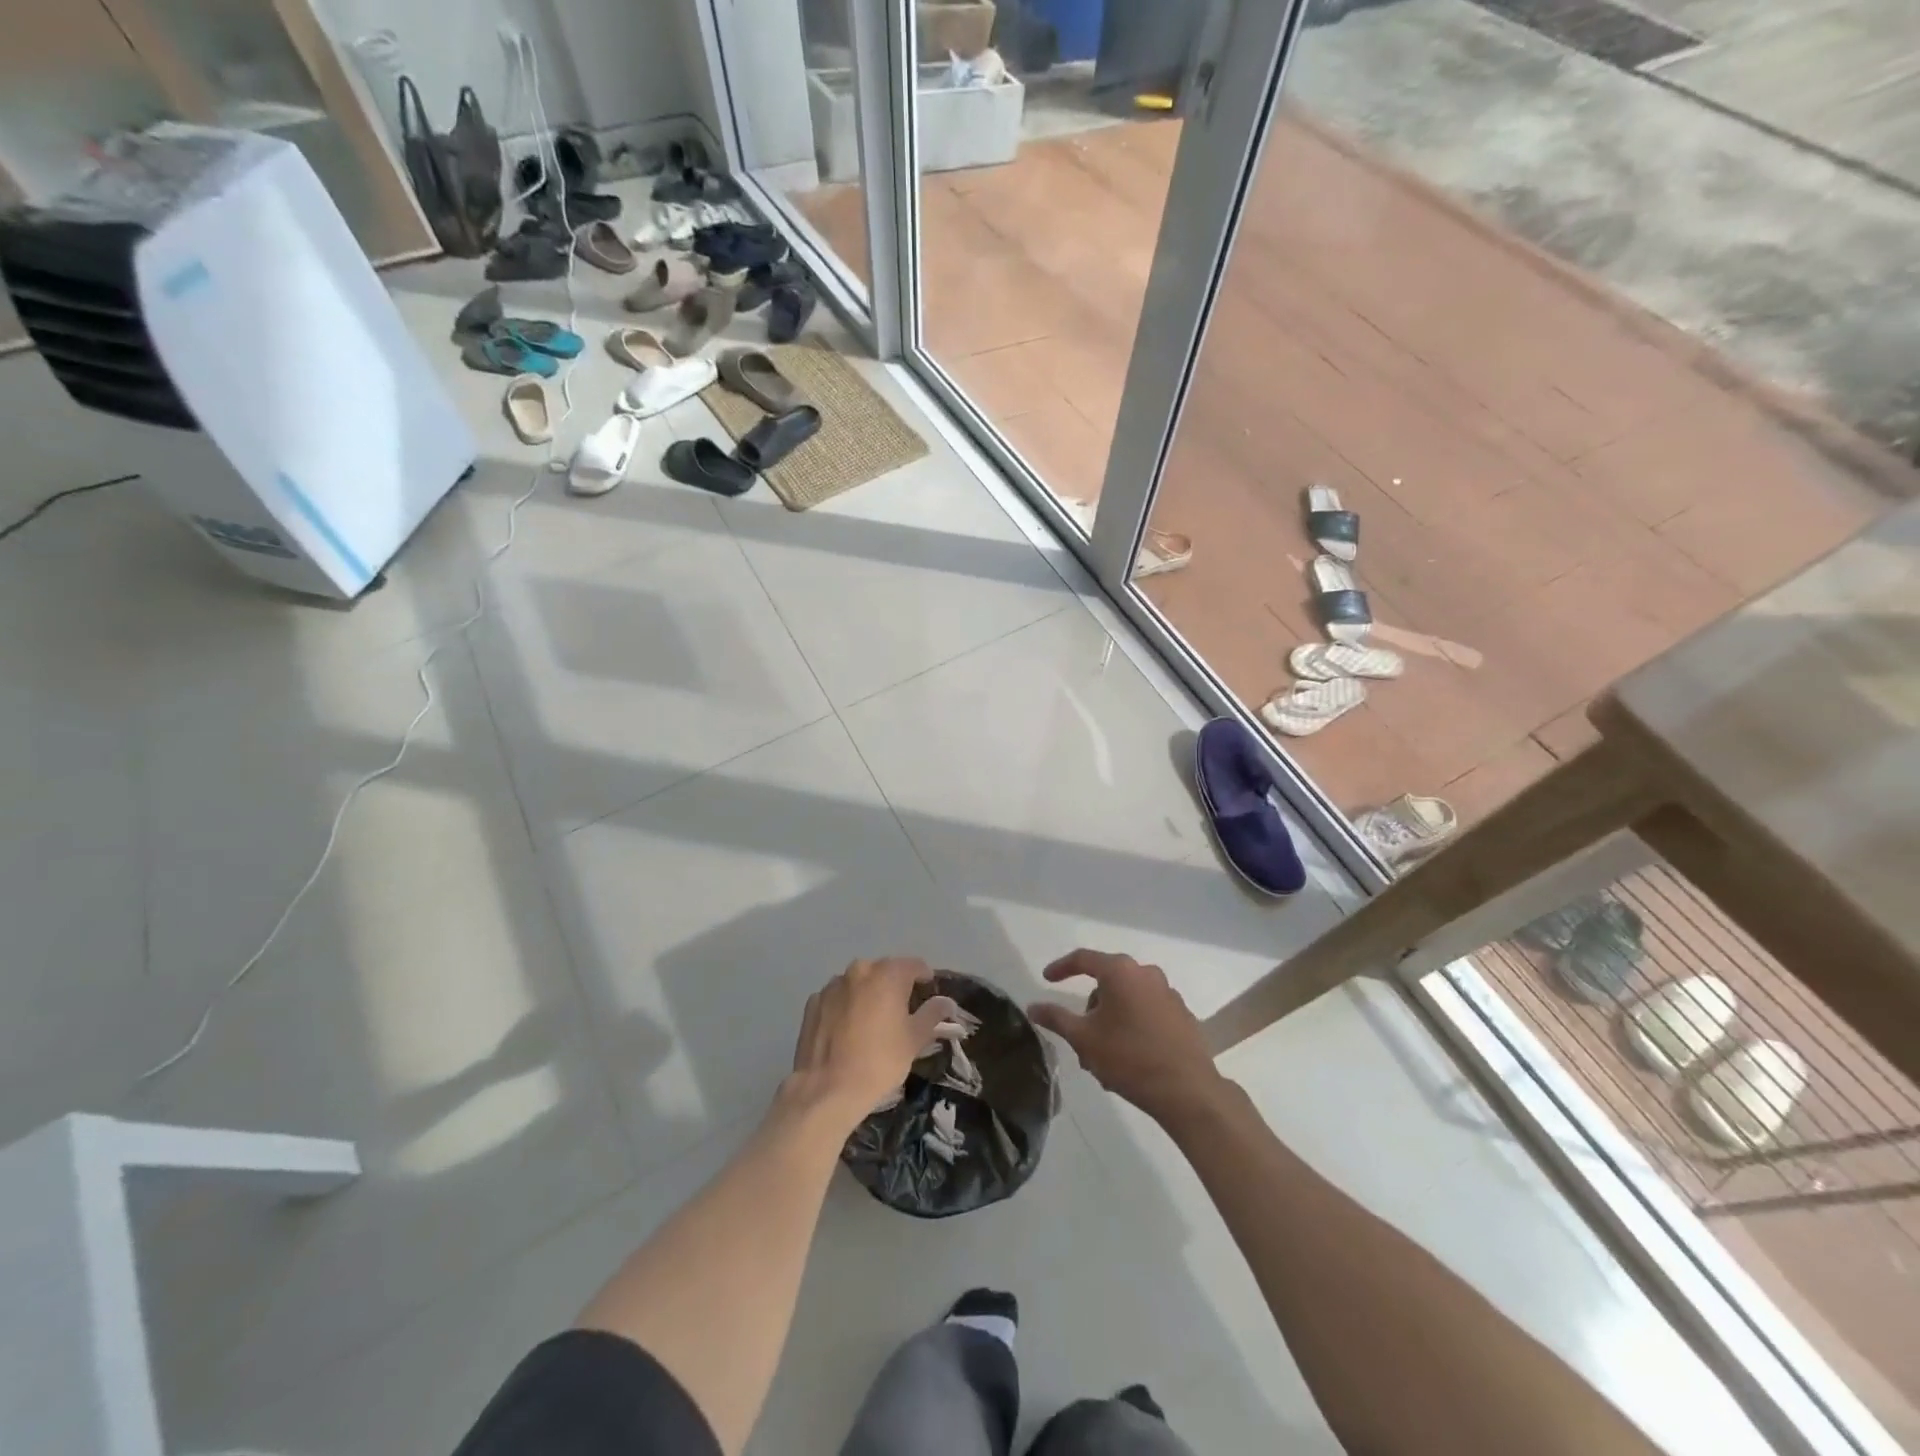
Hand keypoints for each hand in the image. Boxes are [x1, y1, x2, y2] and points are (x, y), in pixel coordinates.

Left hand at [787, 957, 957, 1129]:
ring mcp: (832, 986)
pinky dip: (846, 1006)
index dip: (924, 977)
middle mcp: (858, 971)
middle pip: (884, 971)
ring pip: (858, 983)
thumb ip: (932, 1014)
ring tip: (872, 1021)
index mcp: (887, 974)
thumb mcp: (914, 1039)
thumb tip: (946, 1002)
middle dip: (895, 985)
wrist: (827, 1090)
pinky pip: (837, 998)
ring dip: (868, 994)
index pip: (914, 965)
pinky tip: (847, 1030)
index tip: (928, 991)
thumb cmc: (880, 1061)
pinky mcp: (813, 1003)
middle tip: (902, 1010)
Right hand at [1029, 950, 1224, 1124]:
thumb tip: (1033, 1007)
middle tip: (1079, 1037)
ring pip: (1127, 1000)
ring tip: (1103, 1056)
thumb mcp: (1083, 1038)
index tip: (1046, 979)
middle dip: (1090, 1008)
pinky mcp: (1182, 1015)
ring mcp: (1168, 993)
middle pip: (1107, 982)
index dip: (1061, 968)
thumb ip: (1056, 1018)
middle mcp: (1146, 973)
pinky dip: (1132, 1026)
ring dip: (1110, 1020)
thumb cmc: (1129, 1058)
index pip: (1083, 959)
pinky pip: (1147, 1012)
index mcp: (1120, 971)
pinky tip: (1128, 1057)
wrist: (1187, 1091)